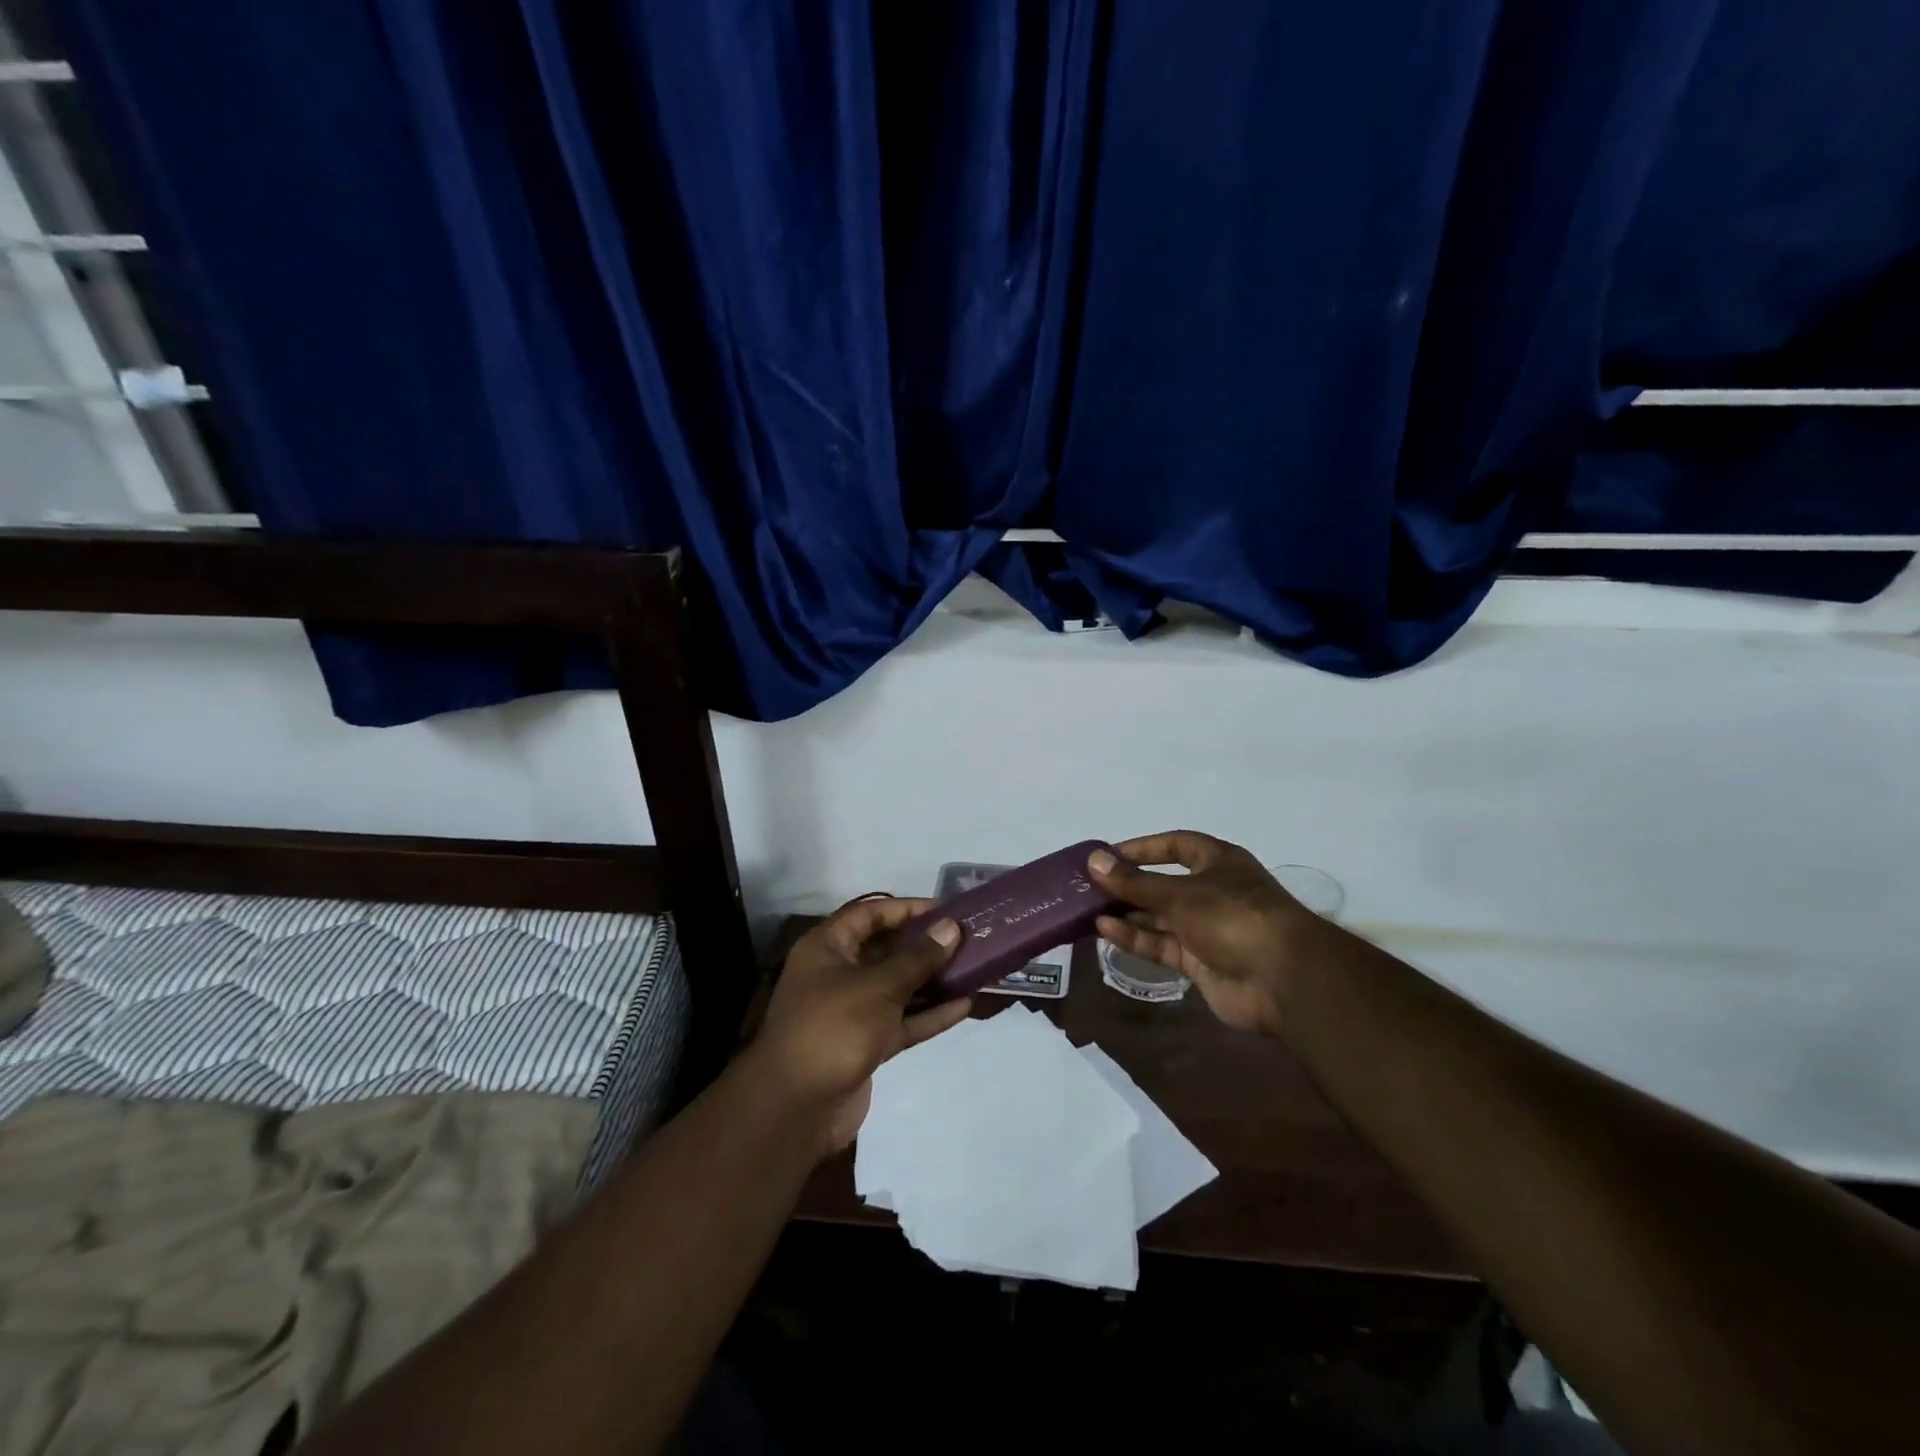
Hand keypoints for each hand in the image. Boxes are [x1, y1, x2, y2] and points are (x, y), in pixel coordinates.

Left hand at [750, 897, 971, 1155]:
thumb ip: (917, 958)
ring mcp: (852, 1011)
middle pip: (887, 950)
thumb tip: (951, 927)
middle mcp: (838, 973)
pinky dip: (929, 1014)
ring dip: (933, 980)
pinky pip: (902, 1020)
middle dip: (926, 945)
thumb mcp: (877, 987)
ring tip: (974, 968)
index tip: (946, 910)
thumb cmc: (832, 1028)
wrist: (795, 1109)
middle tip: (968, 938)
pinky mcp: (866, 1044)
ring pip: (898, 987)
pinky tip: (964, 1005)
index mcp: (827, 948)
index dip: (906, 908)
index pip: (869, 914)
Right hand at [1089, 832, 1316, 1035]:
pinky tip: (1104, 931)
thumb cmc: (1233, 916)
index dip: (1143, 849)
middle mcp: (1212, 891)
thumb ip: (1134, 881)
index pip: (1176, 845)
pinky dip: (1135, 938)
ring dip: (1127, 913)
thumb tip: (1094, 860)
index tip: (1108, 855)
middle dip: (1128, 886)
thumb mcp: (1179, 893)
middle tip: (1089, 887)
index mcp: (1218, 862)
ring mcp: (1207, 929)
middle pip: (1163, 884)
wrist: (1282, 979)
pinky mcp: (1200, 962)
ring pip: (1159, 917)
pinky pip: (1161, 944)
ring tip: (1088, 910)